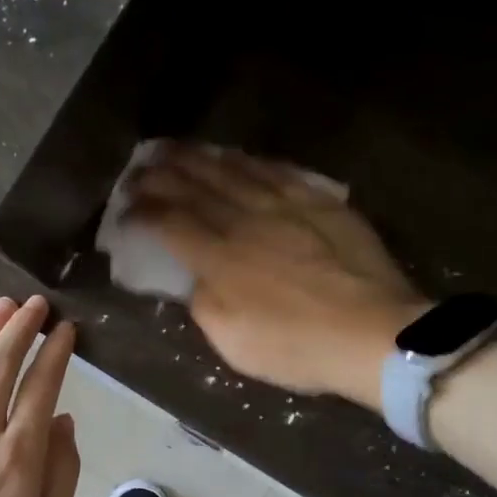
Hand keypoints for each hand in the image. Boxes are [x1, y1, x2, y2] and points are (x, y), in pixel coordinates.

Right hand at [125, 143, 425, 407]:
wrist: (373, 333)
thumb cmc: (297, 347)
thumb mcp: (232, 341)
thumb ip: (204, 303)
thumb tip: (195, 278)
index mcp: (220, 258)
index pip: (169, 222)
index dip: (141, 212)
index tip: (124, 209)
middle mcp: (246, 220)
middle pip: (195, 186)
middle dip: (160, 174)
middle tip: (138, 166)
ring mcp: (286, 205)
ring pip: (233, 170)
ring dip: (198, 157)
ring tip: (175, 149)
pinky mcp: (320, 202)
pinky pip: (277, 171)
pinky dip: (249, 161)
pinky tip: (237, 156)